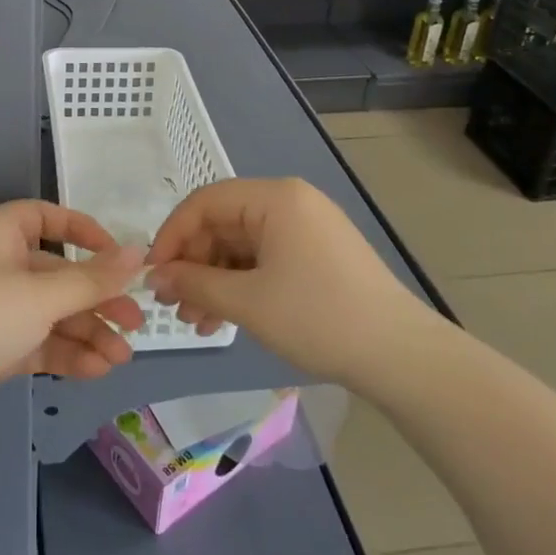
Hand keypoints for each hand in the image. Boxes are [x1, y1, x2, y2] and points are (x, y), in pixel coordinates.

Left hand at [0, 201, 146, 436]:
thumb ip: (92, 278)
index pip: (45, 217)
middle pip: (54, 273)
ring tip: (122, 357)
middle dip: (95, 297)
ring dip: (86, 332)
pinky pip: (35, 343)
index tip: (118, 256)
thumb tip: (140, 252)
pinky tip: (96, 370)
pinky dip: (64, 354)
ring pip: (48, 313)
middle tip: (135, 321)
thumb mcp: (40, 294)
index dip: (83, 232)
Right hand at [147, 178, 430, 384]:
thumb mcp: (248, 302)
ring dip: (214, 280)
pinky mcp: (316, 254)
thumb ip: (194, 284)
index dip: (172, 235)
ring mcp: (306, 228)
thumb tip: (155, 278)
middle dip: (194, 264)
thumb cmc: (319, 318)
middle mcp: (289, 202)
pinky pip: (264, 259)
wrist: (402, 357)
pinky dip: (240, 285)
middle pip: (223, 223)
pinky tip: (225, 319)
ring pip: (241, 245)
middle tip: (175, 307)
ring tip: (197, 322)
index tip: (153, 274)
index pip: (205, 202)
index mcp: (275, 197)